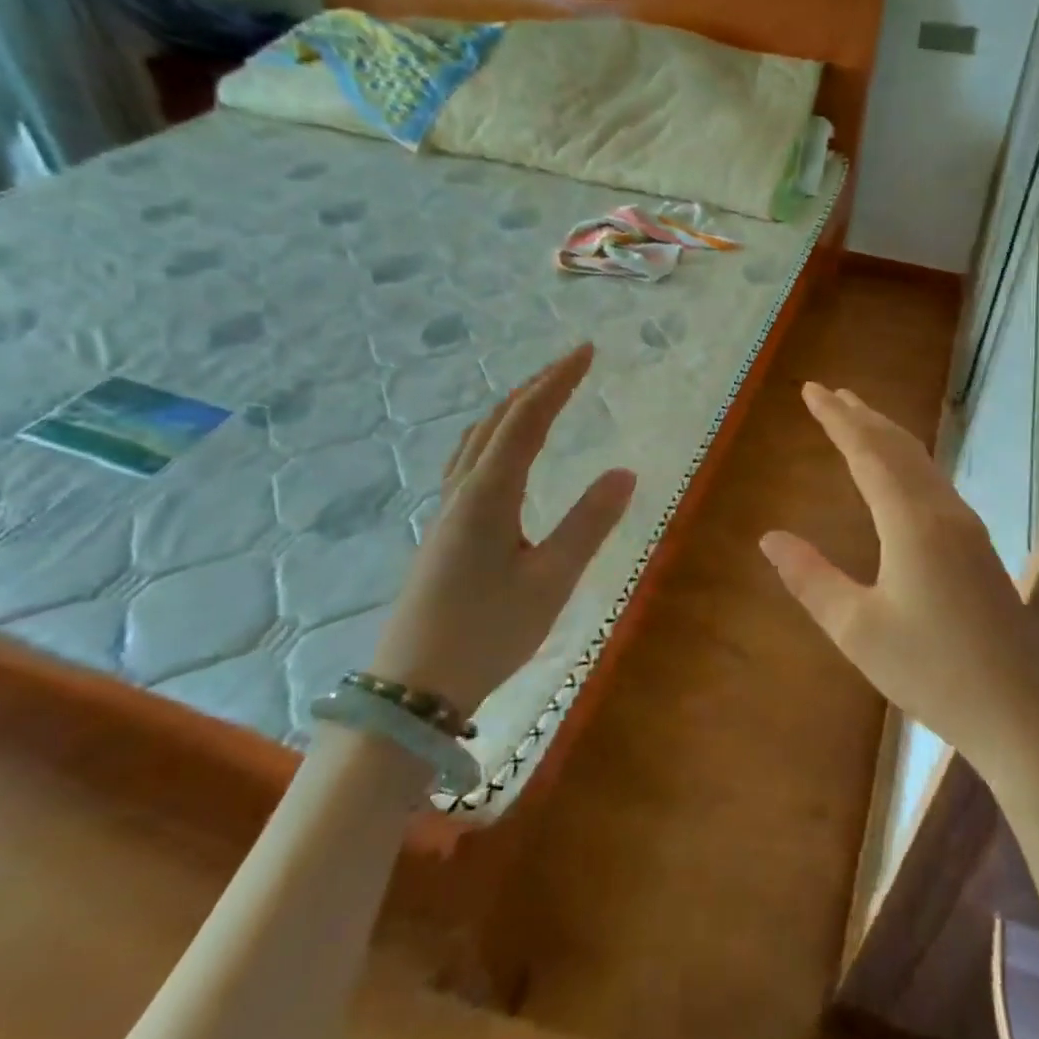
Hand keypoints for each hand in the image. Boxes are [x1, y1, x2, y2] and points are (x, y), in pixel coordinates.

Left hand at [371, 343, 635, 713]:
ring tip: (541, 395)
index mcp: (489, 494)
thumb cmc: (488, 633)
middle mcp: (462, 491)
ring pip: (477, 439)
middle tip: (572, 364)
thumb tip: (625, 472)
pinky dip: (494, 436)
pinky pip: (468, 461)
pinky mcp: (442, 531)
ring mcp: (445, 510)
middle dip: (536, 385)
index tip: (587, 351)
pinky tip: (501, 454)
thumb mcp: (551, 581)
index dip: (558, 381)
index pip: (528, 419)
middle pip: (497, 420)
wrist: (413, 688)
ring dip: (511, 408)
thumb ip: (588, 524)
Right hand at [759, 383, 1038, 775]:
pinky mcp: (979, 548)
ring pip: (922, 463)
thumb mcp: (856, 629)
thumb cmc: (932, 671)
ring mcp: (967, 528)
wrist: (1023, 713)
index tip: (811, 391)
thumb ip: (811, 578)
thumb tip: (769, 538)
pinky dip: (907, 460)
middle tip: (831, 393)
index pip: (867, 452)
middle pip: (898, 447)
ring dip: (887, 435)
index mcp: (911, 522)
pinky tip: (902, 473)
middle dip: (862, 416)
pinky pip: (935, 483)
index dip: (837, 419)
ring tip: (860, 418)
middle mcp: (943, 512)